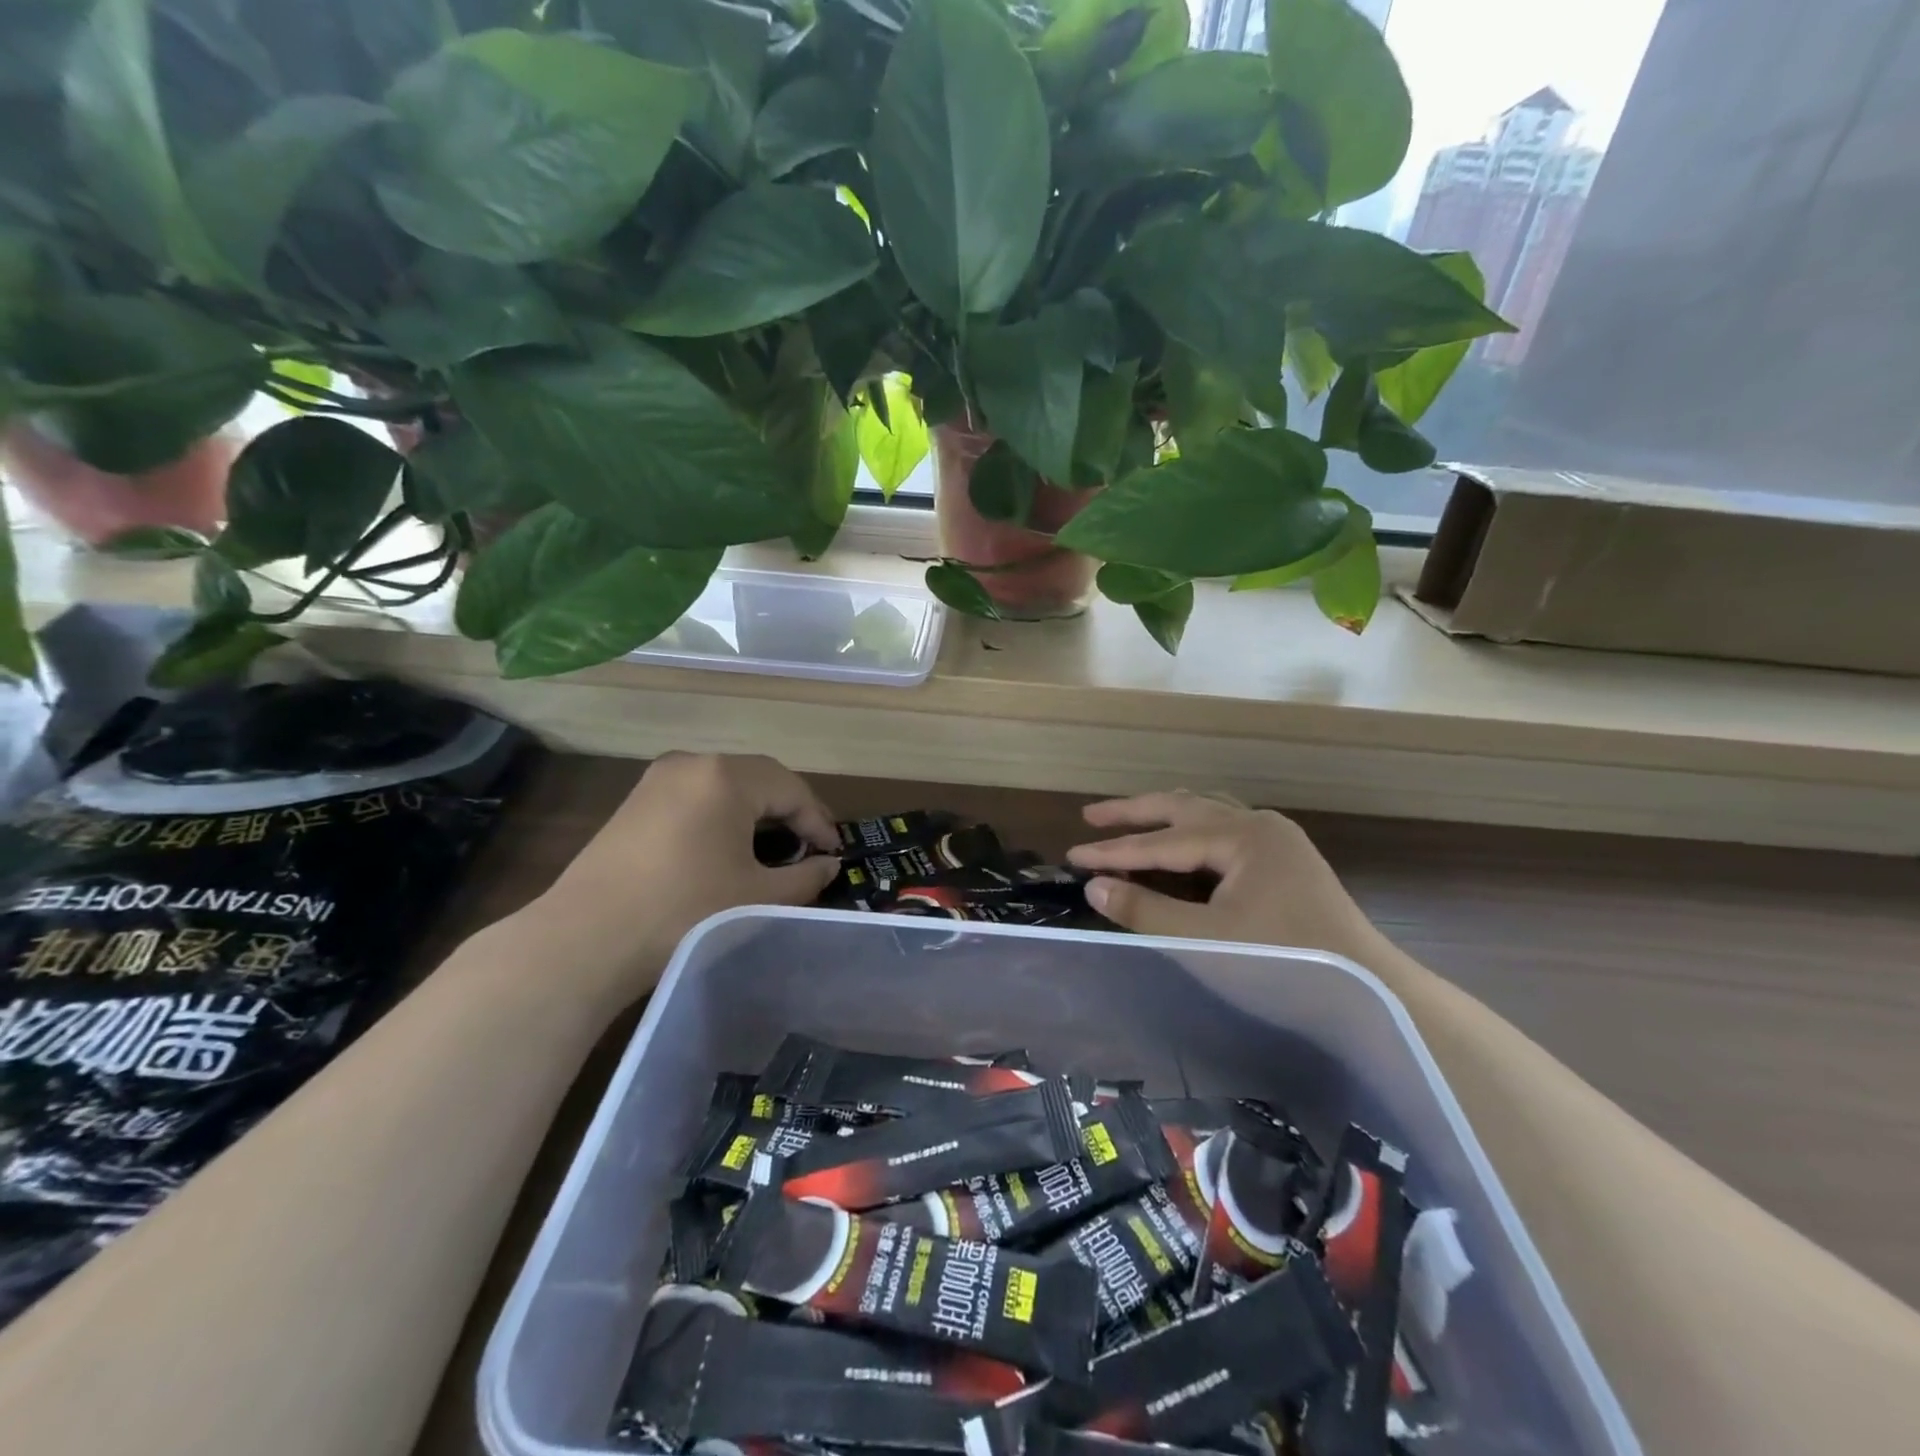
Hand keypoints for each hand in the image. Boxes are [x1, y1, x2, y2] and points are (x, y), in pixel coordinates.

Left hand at [531, 753, 840, 997]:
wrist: (585, 940)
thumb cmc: (685, 911)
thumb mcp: (758, 897)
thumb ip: (805, 877)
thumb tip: (828, 865)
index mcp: (726, 776)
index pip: (791, 789)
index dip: (819, 822)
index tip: (835, 854)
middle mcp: (693, 763)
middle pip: (760, 780)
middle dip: (790, 813)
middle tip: (811, 849)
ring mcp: (658, 780)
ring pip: (726, 787)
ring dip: (757, 814)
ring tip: (775, 851)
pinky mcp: (636, 802)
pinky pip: (696, 798)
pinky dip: (723, 817)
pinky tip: (728, 850)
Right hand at [1067, 792, 1377, 958]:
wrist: (1375, 996)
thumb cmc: (1285, 967)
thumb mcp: (1205, 940)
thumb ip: (1145, 910)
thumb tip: (1094, 885)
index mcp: (1242, 836)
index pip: (1163, 841)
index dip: (1114, 850)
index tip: (1072, 855)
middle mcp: (1259, 825)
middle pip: (1184, 808)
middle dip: (1135, 813)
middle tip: (1091, 816)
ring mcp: (1278, 841)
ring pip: (1208, 813)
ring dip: (1166, 816)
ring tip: (1131, 819)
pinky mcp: (1288, 861)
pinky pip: (1227, 830)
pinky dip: (1193, 832)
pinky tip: (1182, 844)